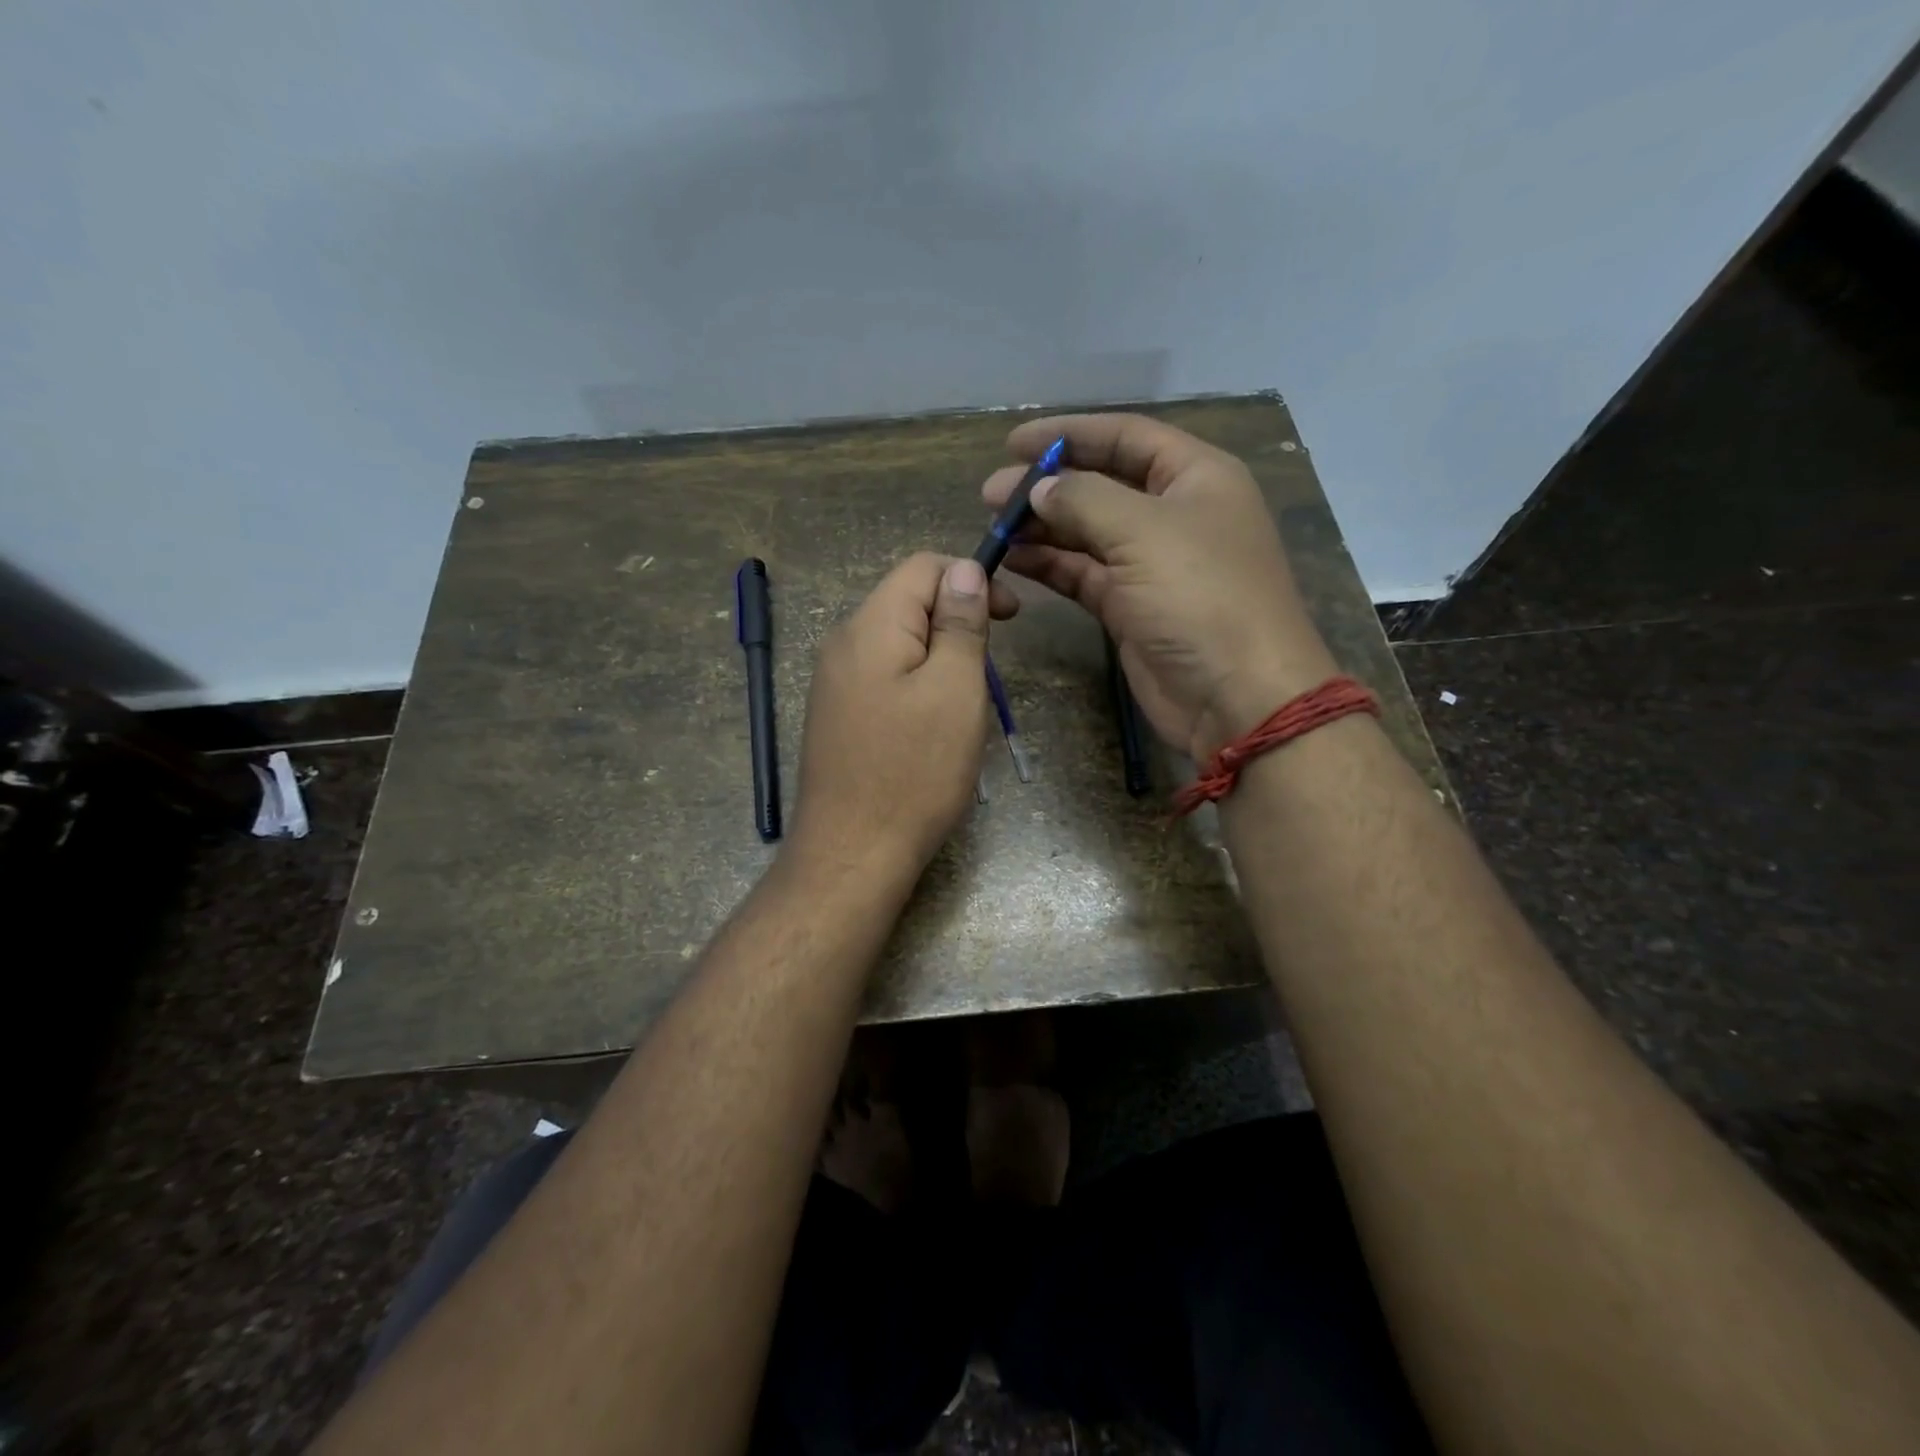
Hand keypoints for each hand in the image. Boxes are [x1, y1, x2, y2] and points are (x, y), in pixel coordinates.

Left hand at [788, 552, 1018, 880]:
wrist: (852, 853)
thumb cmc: (914, 772)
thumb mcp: (955, 690)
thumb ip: (960, 623)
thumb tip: (964, 569)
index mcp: (871, 626)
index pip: (922, 566)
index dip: (971, 578)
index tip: (1011, 617)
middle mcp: (843, 643)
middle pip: (907, 601)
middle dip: (957, 620)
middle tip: (991, 667)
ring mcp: (835, 682)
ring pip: (899, 642)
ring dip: (940, 656)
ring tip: (967, 701)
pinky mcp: (838, 715)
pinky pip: (884, 676)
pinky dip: (917, 683)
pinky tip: (933, 724)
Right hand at [983, 414, 1337, 759]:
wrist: (1236, 696)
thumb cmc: (1200, 597)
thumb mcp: (1143, 532)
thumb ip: (1083, 499)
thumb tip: (1039, 488)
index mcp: (1195, 477)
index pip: (1126, 437)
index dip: (1070, 434)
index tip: (1013, 442)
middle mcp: (1173, 514)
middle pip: (1102, 484)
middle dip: (1047, 486)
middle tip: (991, 494)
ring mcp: (1151, 564)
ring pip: (1088, 533)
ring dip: (1043, 527)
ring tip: (994, 527)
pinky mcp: (1130, 607)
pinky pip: (1084, 574)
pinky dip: (1051, 565)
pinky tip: (1015, 560)